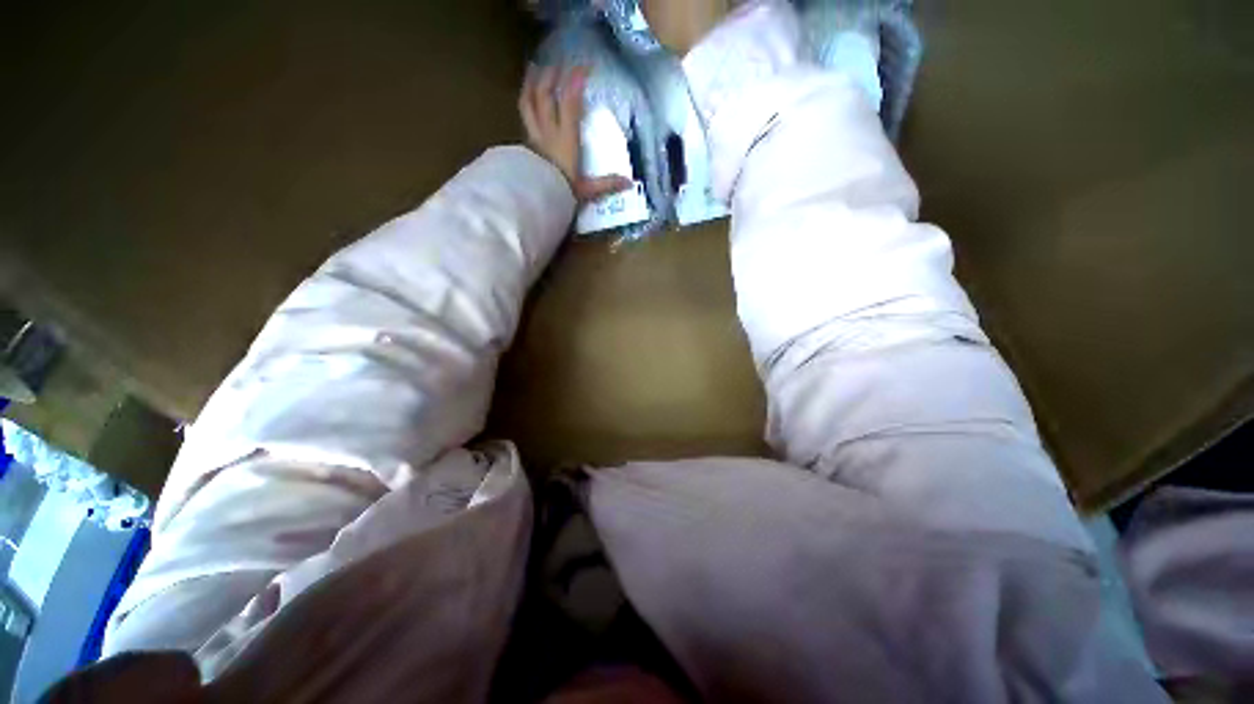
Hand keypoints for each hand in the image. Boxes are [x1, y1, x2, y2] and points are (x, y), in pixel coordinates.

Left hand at [519, 65, 633, 202]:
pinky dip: (524, 101)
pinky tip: (525, 96)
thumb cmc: (561, 194)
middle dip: (552, 76)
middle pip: (546, 95)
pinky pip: (523, 115)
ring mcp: (533, 136)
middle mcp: (548, 132)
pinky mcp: (524, 143)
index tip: (584, 68)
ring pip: (529, 101)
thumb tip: (629, 183)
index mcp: (566, 140)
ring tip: (534, 68)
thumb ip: (606, 184)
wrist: (535, 199)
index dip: (575, 82)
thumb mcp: (587, 190)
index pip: (570, 103)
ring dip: (532, 82)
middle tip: (559, 64)